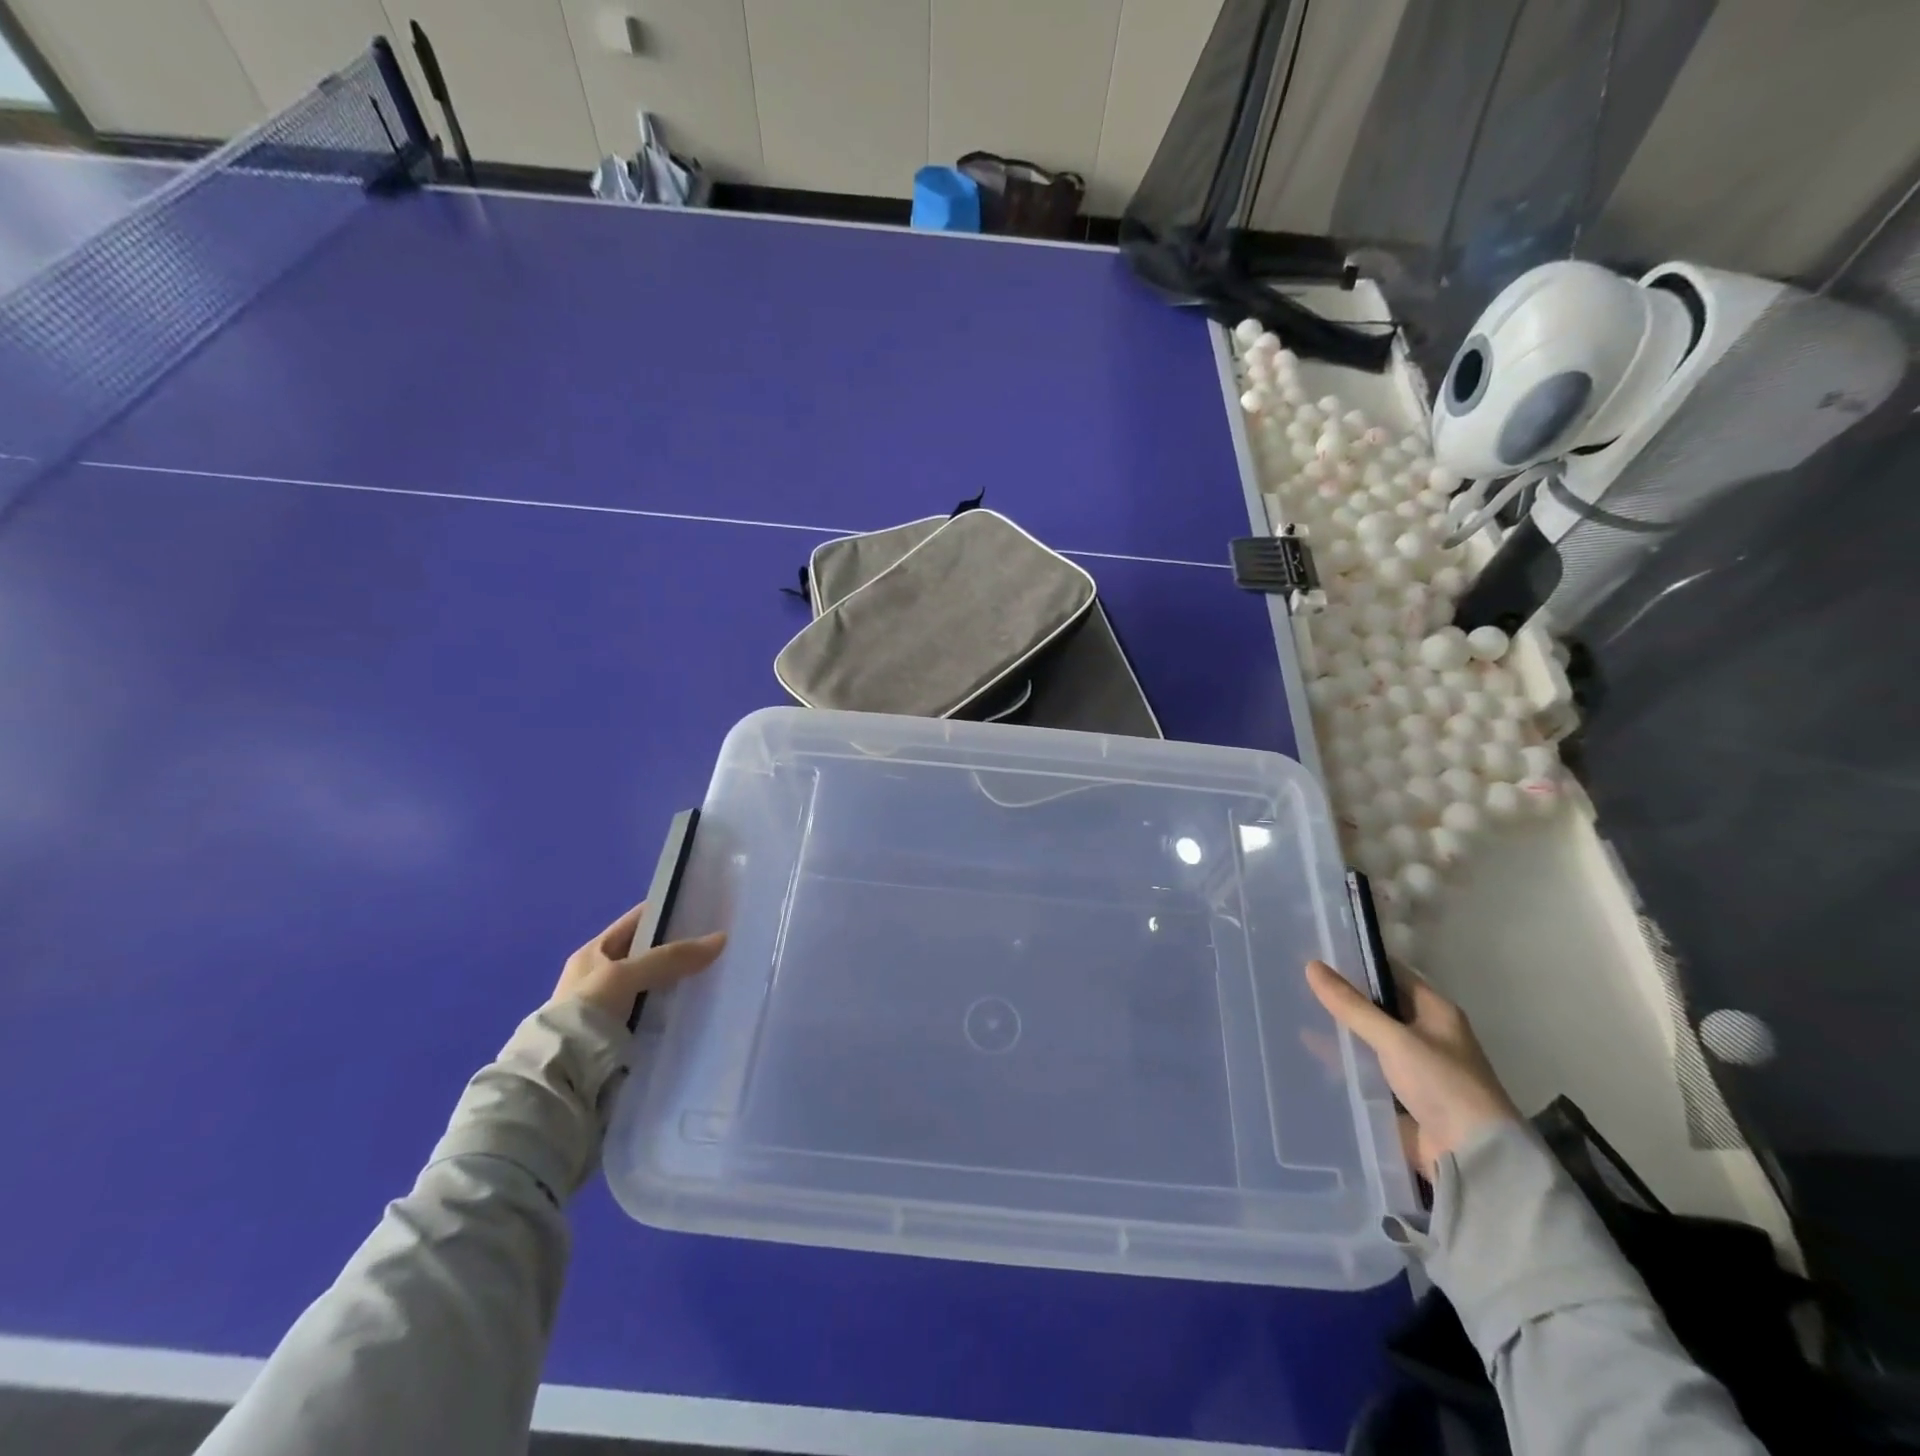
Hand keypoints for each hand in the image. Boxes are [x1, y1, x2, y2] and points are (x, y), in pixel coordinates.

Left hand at [552, 903, 725, 1022]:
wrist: (560, 1078)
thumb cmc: (585, 1013)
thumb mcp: (626, 975)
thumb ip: (670, 958)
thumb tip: (720, 939)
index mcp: (593, 953)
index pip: (637, 921)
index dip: (668, 912)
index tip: (704, 910)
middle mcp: (601, 978)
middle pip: (649, 955)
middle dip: (680, 951)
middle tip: (719, 946)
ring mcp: (612, 1009)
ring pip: (656, 986)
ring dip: (680, 984)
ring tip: (718, 976)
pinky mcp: (622, 1038)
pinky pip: (656, 1015)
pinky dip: (674, 1012)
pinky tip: (699, 1010)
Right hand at [1305, 959, 1517, 1182]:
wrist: (1473, 1158)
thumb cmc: (1443, 1085)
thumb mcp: (1394, 1039)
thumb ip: (1351, 1006)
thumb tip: (1311, 965)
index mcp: (1436, 1012)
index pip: (1392, 973)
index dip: (1359, 962)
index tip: (1319, 951)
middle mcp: (1426, 1034)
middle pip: (1377, 1006)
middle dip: (1342, 997)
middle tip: (1297, 980)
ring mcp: (1413, 1067)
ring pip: (1368, 1039)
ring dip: (1340, 1031)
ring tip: (1294, 1013)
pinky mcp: (1400, 1096)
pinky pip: (1365, 1071)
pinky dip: (1343, 1063)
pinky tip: (1308, 1055)